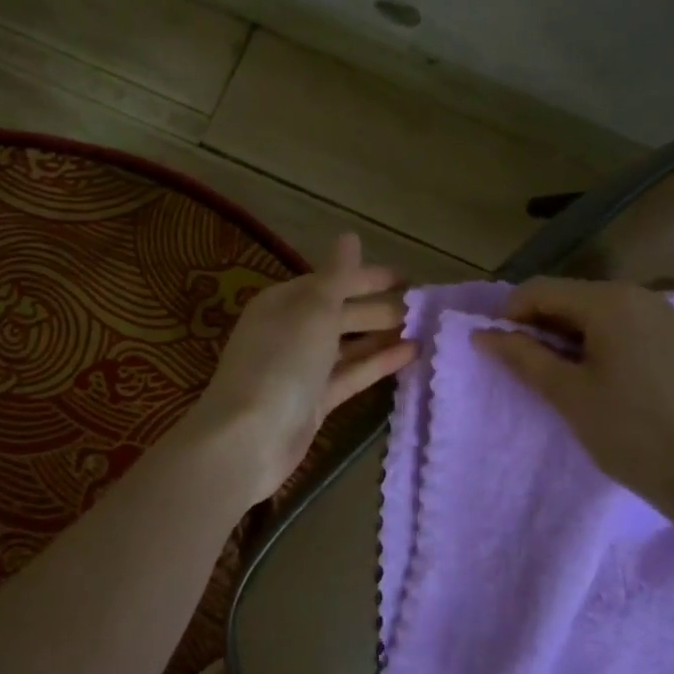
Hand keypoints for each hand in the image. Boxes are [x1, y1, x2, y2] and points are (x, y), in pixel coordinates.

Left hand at [185, 234, 416, 507]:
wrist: (250, 438)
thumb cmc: (282, 362)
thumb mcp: (314, 309)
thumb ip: (337, 275)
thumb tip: (349, 236)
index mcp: (284, 301)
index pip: (332, 281)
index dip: (368, 277)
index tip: (409, 279)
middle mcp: (291, 330)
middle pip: (341, 312)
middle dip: (379, 308)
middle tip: (424, 309)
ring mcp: (302, 368)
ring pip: (348, 345)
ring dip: (381, 336)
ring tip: (424, 331)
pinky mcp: (314, 401)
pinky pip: (350, 374)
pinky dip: (376, 364)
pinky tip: (409, 356)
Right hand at [474, 278, 673, 503]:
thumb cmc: (629, 431)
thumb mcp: (566, 393)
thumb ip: (521, 356)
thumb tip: (482, 334)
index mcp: (610, 301)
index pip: (541, 290)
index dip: (511, 315)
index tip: (500, 351)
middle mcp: (641, 296)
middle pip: (572, 297)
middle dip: (541, 325)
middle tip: (527, 367)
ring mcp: (667, 318)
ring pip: (600, 313)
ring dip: (571, 335)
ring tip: (562, 376)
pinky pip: (629, 328)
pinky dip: (603, 343)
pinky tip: (604, 380)